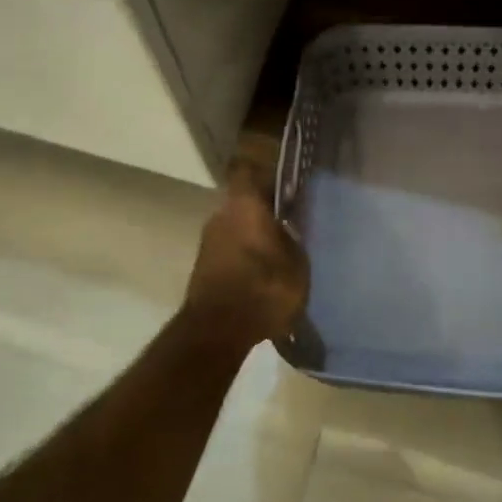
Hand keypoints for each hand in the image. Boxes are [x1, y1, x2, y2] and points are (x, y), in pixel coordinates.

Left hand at [182, 162, 309, 347]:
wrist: (218, 331)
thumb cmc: (263, 288)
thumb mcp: (297, 263)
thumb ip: (294, 237)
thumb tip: (292, 225)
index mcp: (244, 204)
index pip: (249, 170)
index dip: (267, 172)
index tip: (287, 180)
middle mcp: (221, 214)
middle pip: (244, 200)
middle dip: (265, 208)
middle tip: (292, 219)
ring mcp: (209, 240)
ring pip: (236, 224)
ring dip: (254, 232)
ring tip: (281, 248)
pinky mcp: (204, 265)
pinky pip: (230, 247)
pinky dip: (245, 253)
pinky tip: (264, 269)